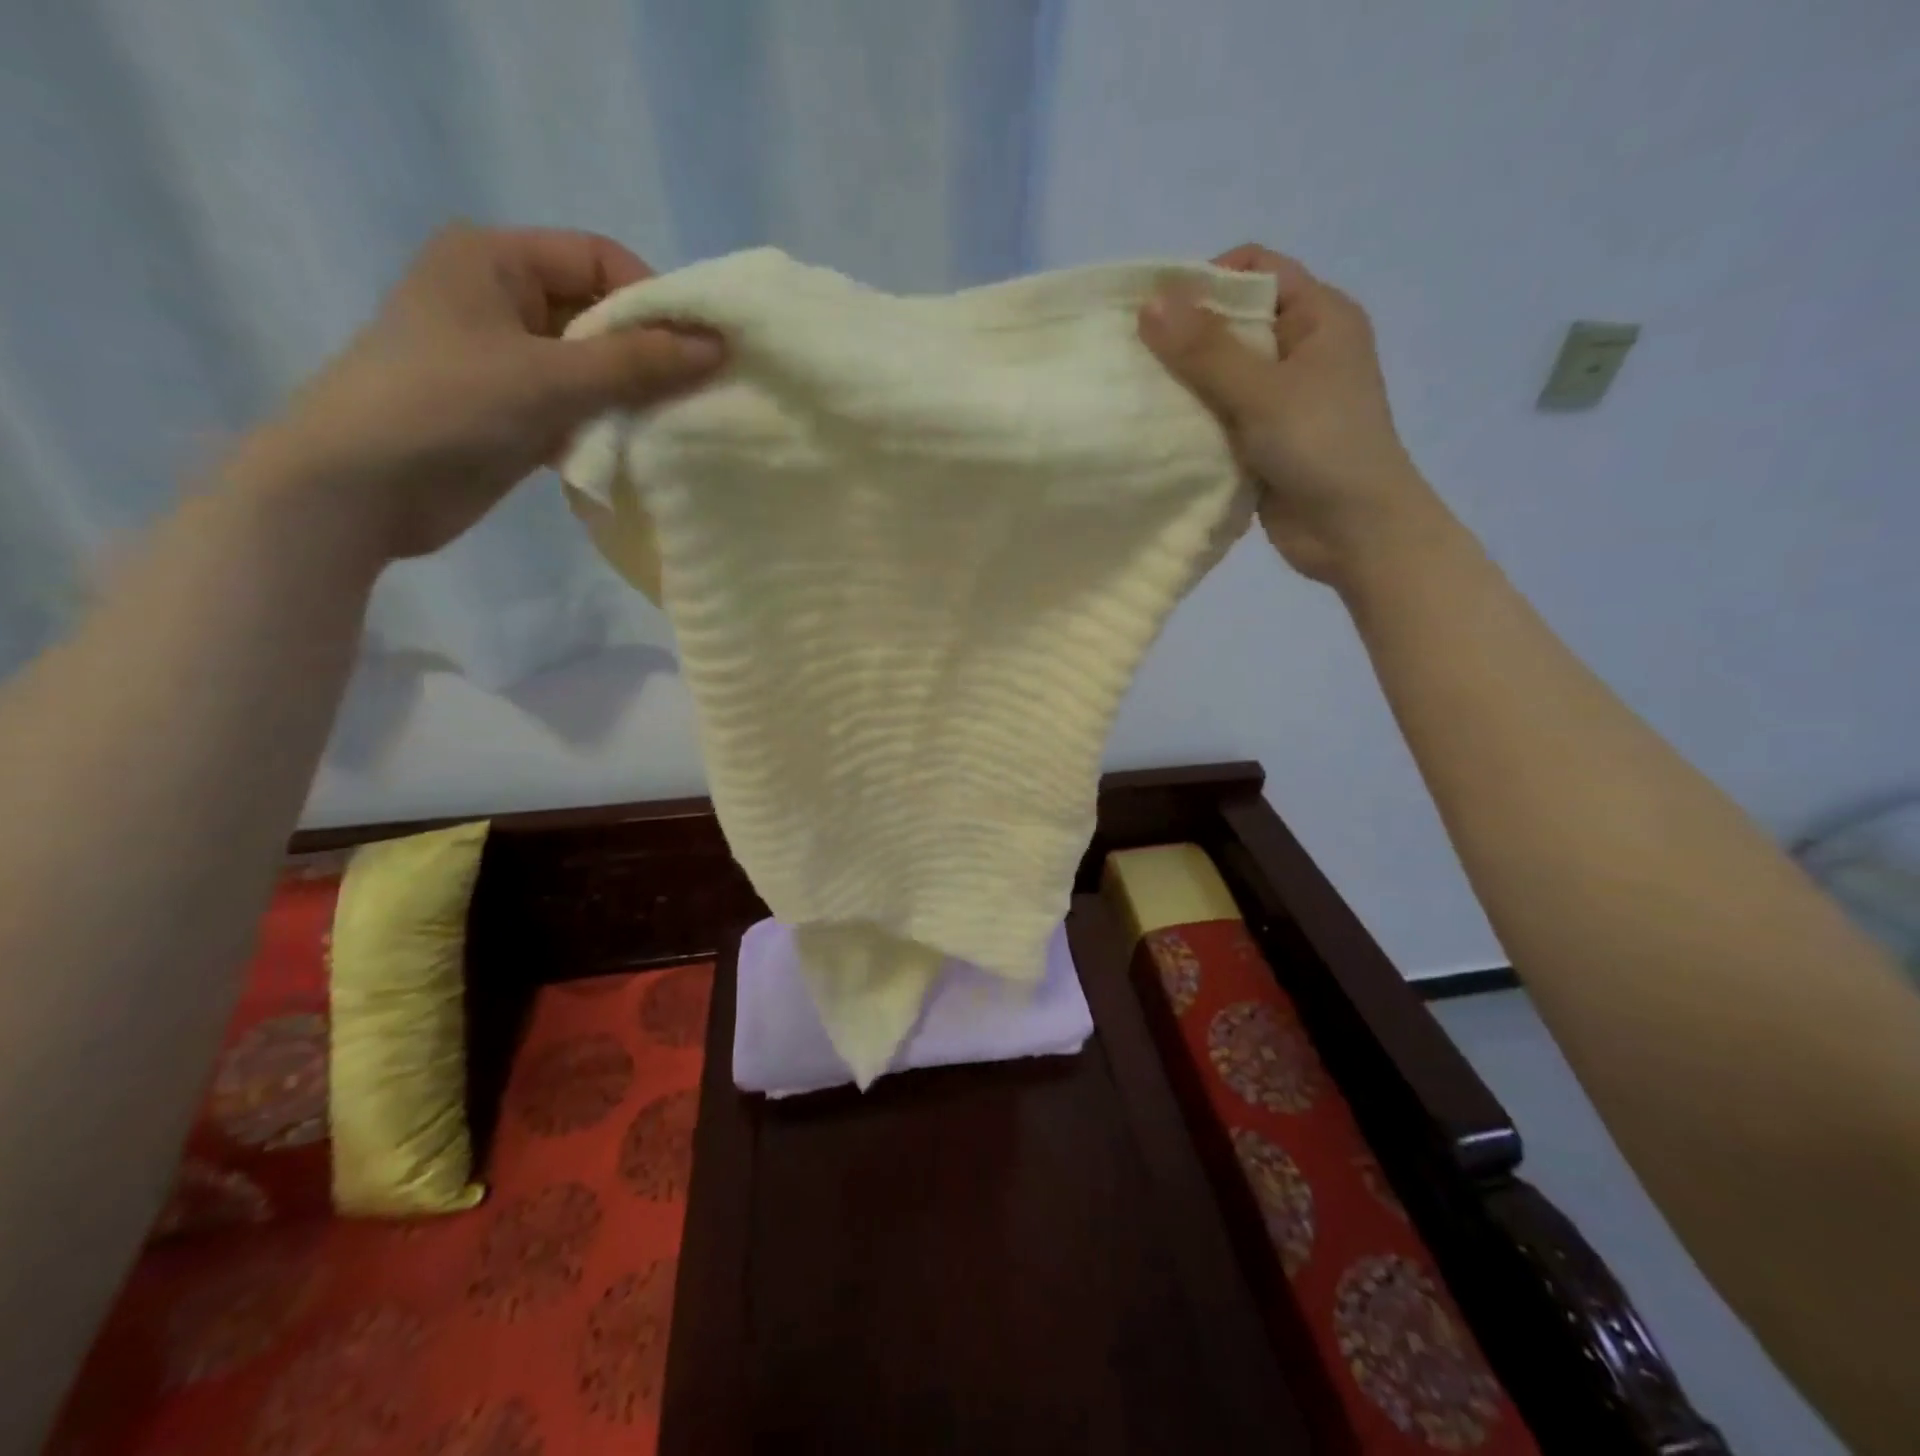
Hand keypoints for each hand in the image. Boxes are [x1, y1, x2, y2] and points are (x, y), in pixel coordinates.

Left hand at [256, 224, 723, 558]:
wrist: (360, 488)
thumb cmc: (447, 407)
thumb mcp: (550, 377)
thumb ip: (637, 362)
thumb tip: (717, 347)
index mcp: (495, 259)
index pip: (599, 260)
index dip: (654, 301)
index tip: (699, 353)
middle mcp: (501, 299)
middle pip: (599, 314)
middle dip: (649, 354)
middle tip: (698, 396)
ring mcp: (506, 360)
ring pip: (593, 367)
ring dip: (632, 395)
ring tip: (675, 427)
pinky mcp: (512, 412)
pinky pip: (577, 407)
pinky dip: (608, 425)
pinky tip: (639, 450)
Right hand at [1139, 244, 1439, 584]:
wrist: (1355, 532)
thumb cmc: (1322, 446)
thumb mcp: (1262, 390)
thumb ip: (1206, 350)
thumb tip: (1150, 303)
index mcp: (1319, 317)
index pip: (1257, 271)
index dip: (1207, 280)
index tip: (1158, 312)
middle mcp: (1302, 350)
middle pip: (1234, 323)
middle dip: (1185, 338)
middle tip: (1135, 358)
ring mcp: (1283, 400)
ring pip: (1222, 376)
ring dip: (1184, 385)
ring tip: (1137, 396)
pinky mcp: (1264, 442)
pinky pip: (1220, 419)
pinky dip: (1193, 423)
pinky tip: (1157, 433)